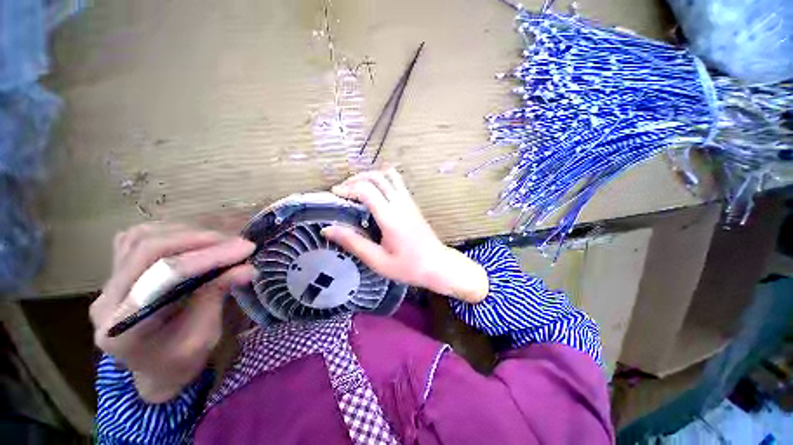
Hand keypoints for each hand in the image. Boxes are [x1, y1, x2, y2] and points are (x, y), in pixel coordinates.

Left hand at [90, 223, 255, 402]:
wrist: (155, 369)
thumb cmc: (180, 362)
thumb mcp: (203, 337)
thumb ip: (217, 297)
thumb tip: (248, 268)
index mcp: (124, 329)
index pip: (163, 278)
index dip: (208, 258)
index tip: (246, 249)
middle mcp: (106, 301)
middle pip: (147, 250)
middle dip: (199, 240)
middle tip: (237, 242)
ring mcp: (107, 284)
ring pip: (140, 238)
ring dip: (185, 234)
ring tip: (220, 240)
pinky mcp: (115, 273)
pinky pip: (135, 239)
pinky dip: (168, 233)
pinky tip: (191, 240)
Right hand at [321, 169, 488, 302]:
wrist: (438, 265)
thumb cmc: (408, 266)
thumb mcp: (377, 260)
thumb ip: (353, 242)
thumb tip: (328, 230)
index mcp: (390, 217)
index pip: (366, 190)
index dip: (348, 188)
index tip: (335, 194)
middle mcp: (400, 203)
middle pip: (376, 177)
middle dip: (356, 179)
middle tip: (343, 190)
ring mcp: (409, 201)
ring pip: (388, 175)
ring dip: (370, 176)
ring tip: (357, 187)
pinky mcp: (413, 203)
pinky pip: (397, 182)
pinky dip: (382, 179)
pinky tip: (375, 192)